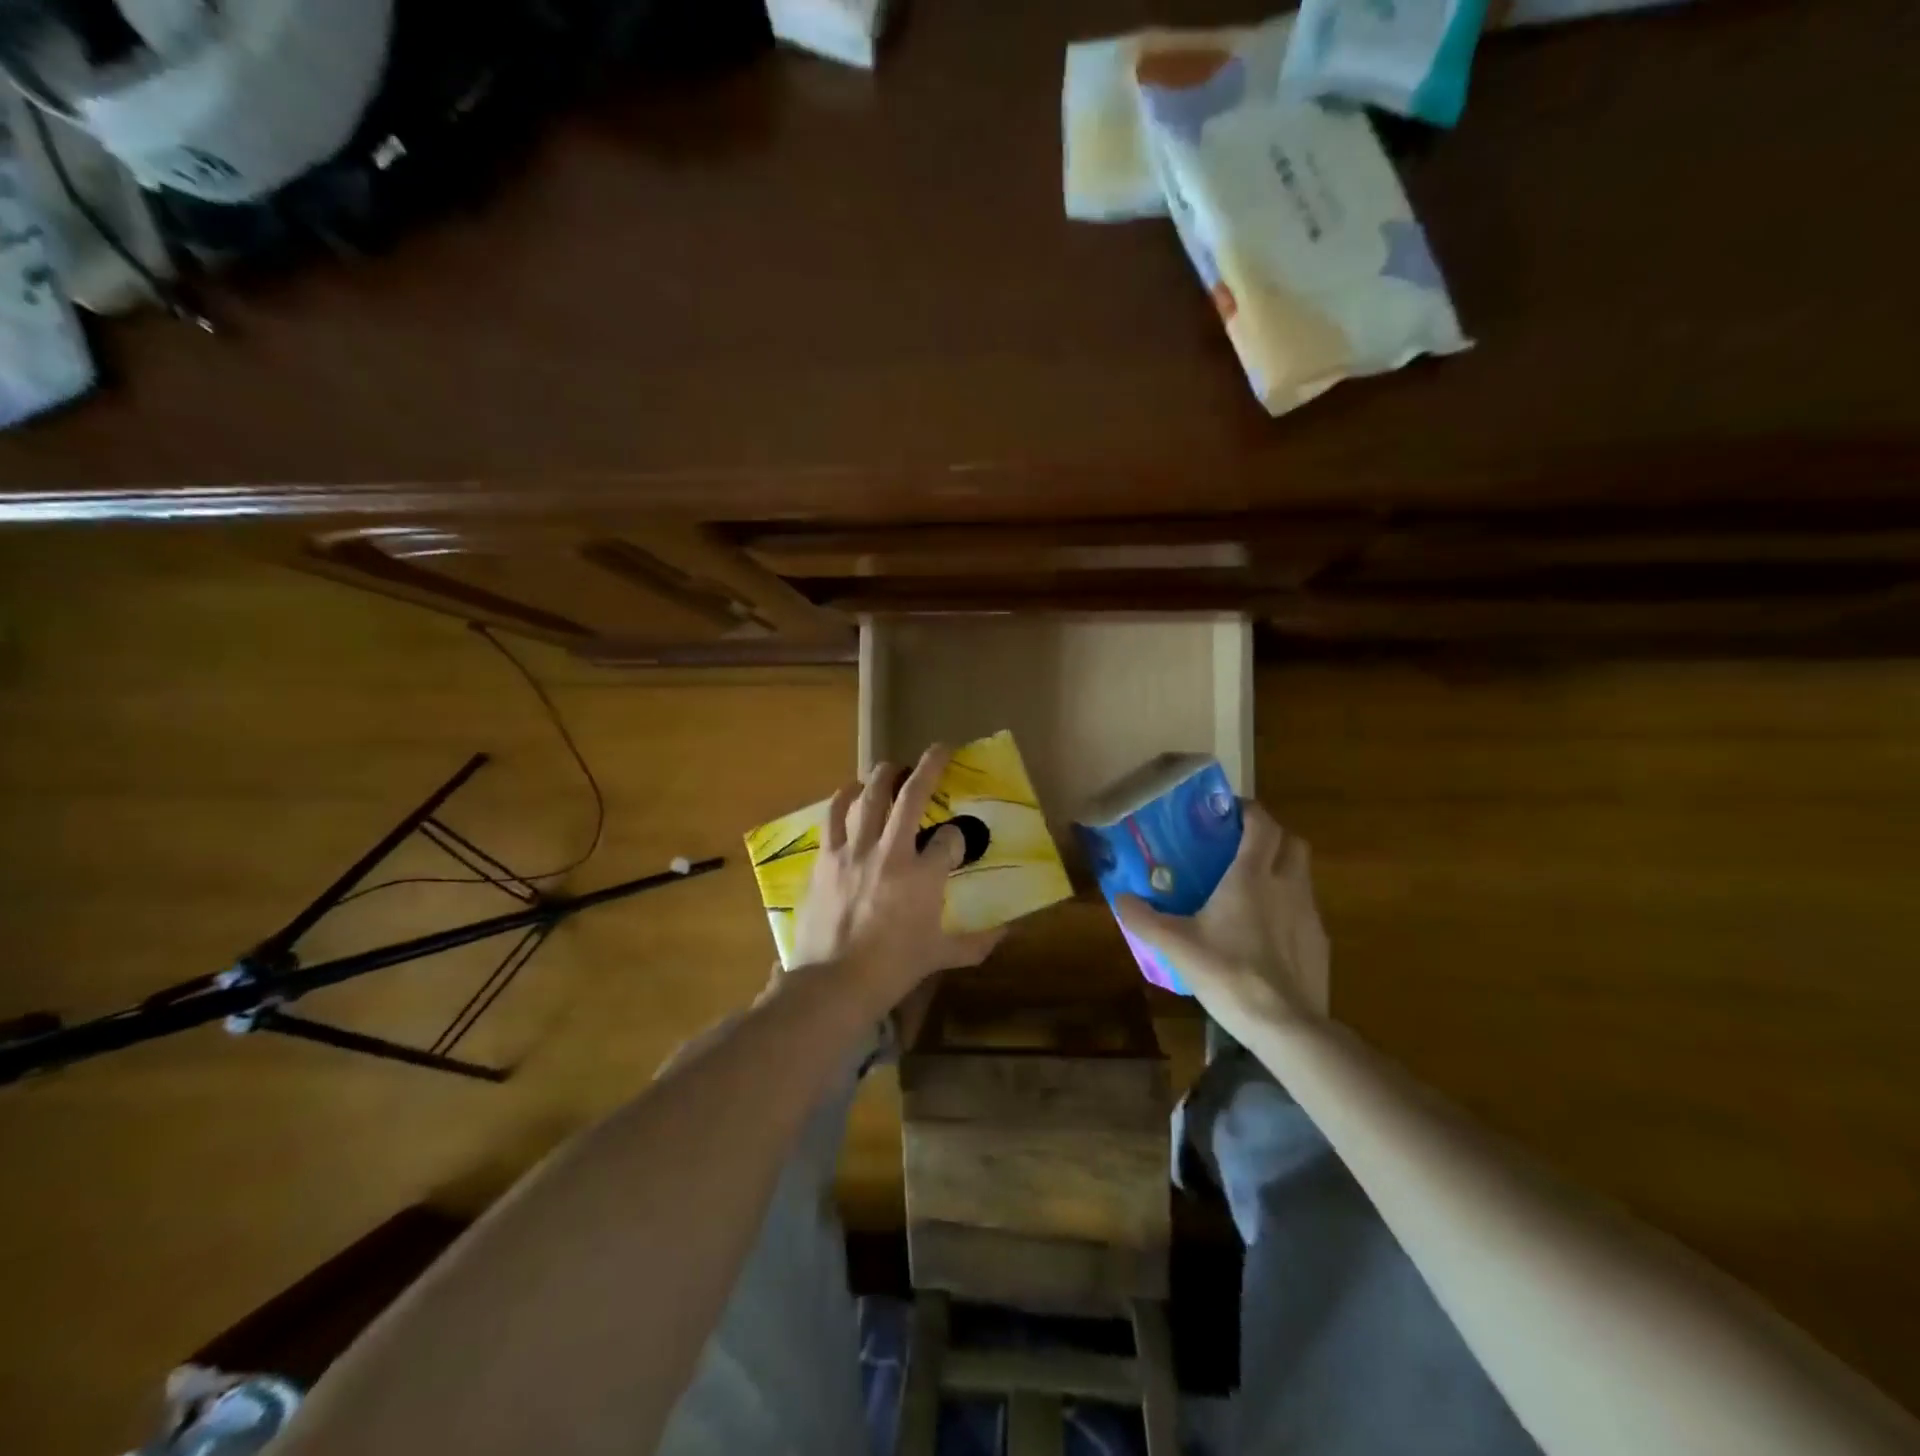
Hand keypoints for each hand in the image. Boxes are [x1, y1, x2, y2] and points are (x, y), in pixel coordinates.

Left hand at [788, 744, 1004, 1010]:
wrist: (834, 982)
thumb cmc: (893, 969)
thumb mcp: (942, 956)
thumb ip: (977, 941)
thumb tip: (1008, 931)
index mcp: (923, 876)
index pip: (950, 839)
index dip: (957, 837)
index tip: (955, 843)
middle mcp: (891, 852)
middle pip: (912, 796)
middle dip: (929, 767)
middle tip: (938, 749)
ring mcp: (855, 852)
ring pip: (871, 796)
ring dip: (884, 775)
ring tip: (892, 766)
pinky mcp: (827, 858)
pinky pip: (833, 816)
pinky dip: (844, 798)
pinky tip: (851, 790)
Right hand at [1117, 801, 1328, 1022]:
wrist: (1285, 1025)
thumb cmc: (1228, 973)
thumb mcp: (1176, 945)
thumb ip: (1144, 919)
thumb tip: (1120, 898)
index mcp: (1251, 876)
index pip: (1262, 824)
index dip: (1248, 811)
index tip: (1228, 812)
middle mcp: (1286, 885)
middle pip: (1292, 842)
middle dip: (1271, 835)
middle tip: (1242, 846)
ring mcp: (1309, 914)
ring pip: (1302, 874)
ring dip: (1282, 869)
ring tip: (1252, 888)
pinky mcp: (1320, 942)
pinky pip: (1306, 909)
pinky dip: (1289, 906)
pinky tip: (1267, 931)